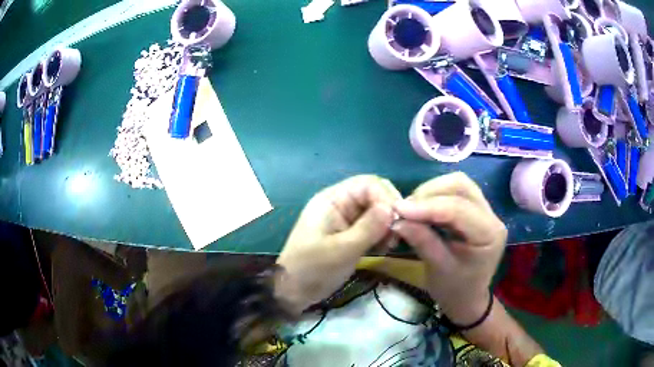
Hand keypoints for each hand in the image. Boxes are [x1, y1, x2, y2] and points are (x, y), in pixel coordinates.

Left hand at [275, 175, 401, 314]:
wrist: (294, 291)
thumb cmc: (313, 268)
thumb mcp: (342, 250)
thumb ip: (368, 228)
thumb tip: (393, 208)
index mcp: (332, 200)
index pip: (367, 184)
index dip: (386, 197)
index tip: (398, 220)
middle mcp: (340, 204)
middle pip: (374, 195)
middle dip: (389, 211)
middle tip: (396, 234)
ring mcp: (345, 219)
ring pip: (376, 211)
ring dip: (387, 225)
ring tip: (389, 244)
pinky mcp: (350, 234)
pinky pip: (373, 226)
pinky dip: (382, 234)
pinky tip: (384, 248)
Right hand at [391, 172, 506, 324]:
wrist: (467, 299)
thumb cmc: (455, 290)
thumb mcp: (438, 269)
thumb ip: (422, 241)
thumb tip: (397, 219)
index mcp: (489, 234)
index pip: (458, 209)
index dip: (427, 206)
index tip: (398, 209)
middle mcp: (492, 216)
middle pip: (461, 185)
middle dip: (430, 192)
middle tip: (406, 209)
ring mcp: (485, 210)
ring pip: (458, 184)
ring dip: (431, 191)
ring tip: (412, 209)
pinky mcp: (475, 210)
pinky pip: (455, 192)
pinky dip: (435, 196)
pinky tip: (422, 209)